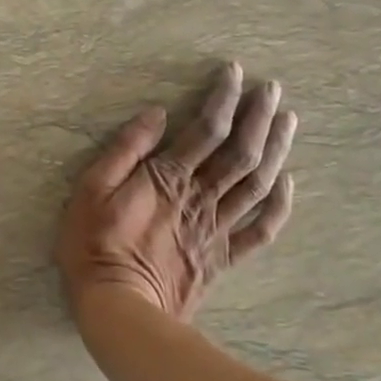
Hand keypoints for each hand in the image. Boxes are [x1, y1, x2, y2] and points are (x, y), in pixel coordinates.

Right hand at [57, 63, 296, 321]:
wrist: (118, 309)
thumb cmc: (94, 245)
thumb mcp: (91, 189)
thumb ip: (124, 150)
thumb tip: (156, 114)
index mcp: (168, 177)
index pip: (206, 128)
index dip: (223, 98)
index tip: (235, 72)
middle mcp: (200, 197)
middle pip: (241, 151)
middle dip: (259, 116)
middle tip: (273, 89)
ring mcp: (216, 229)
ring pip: (257, 184)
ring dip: (277, 150)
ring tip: (289, 121)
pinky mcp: (222, 257)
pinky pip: (260, 230)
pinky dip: (279, 205)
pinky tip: (288, 182)